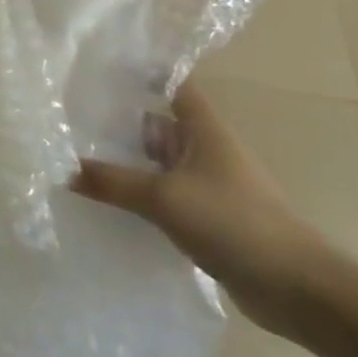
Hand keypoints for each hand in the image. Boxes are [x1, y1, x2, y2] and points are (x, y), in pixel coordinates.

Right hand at [70, 83, 335, 339]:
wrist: (295, 287)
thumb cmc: (234, 223)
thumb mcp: (164, 197)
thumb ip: (112, 182)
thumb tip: (62, 169)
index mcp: (205, 132)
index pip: (174, 87)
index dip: (144, 74)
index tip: (102, 68)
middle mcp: (205, 152)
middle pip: (157, 125)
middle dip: (118, 121)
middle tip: (69, 116)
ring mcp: (205, 187)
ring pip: (155, 164)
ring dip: (124, 163)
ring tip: (74, 157)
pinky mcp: (204, 219)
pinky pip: (160, 197)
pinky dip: (135, 196)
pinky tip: (103, 202)